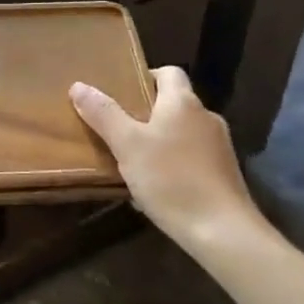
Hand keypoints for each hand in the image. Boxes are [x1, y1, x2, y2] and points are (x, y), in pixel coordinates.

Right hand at [70, 66, 273, 254]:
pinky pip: (193, 158)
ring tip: (134, 160)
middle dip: (147, 113)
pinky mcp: (225, 174)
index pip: (169, 72)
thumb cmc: (171, 179)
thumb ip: (103, 114)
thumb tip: (79, 86)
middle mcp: (206, 117)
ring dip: (160, 140)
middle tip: (119, 128)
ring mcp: (220, 147)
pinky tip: (157, 187)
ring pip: (183, 132)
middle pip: (174, 103)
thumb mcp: (128, 145)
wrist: (223, 232)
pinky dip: (175, 164)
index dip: (145, 76)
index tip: (122, 93)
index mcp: (183, 102)